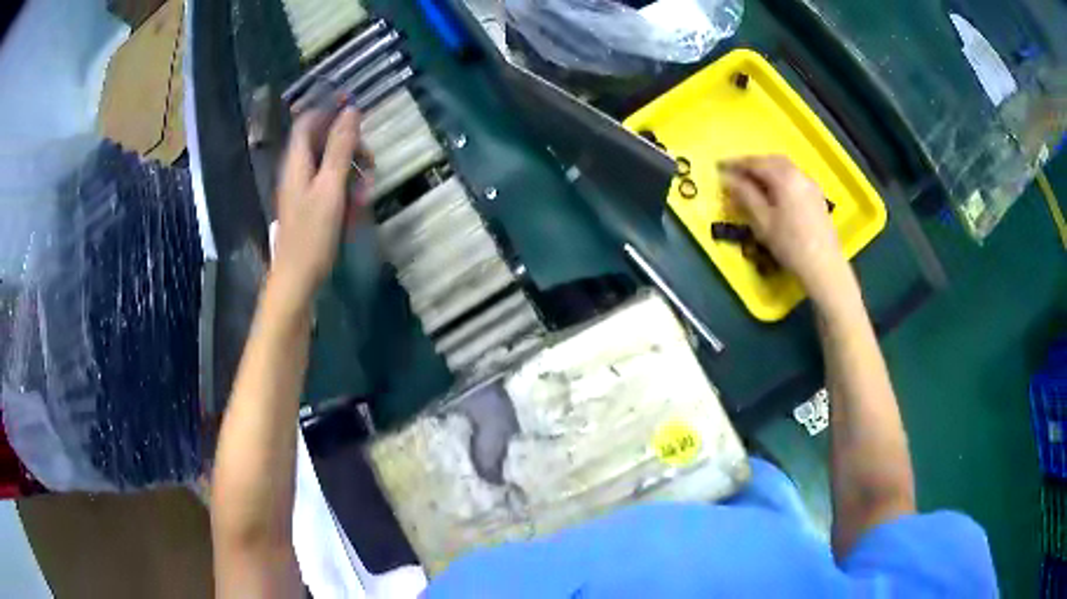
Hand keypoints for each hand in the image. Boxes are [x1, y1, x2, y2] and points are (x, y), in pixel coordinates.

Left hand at [271, 106, 369, 301]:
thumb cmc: (312, 235)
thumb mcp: (330, 187)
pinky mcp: (312, 207)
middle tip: (371, 164)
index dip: (329, 110)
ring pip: (332, 166)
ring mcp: (304, 191)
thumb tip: (351, 111)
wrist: (297, 280)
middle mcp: (298, 171)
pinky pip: (332, 188)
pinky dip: (347, 193)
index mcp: (297, 162)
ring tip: (366, 196)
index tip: (357, 110)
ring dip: (354, 174)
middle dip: (351, 148)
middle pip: (325, 143)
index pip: (308, 122)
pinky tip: (356, 211)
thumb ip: (341, 148)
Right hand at [720, 155, 850, 299]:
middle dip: (752, 164)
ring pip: (784, 168)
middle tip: (736, 173)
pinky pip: (794, 178)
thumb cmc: (790, 245)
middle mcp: (798, 174)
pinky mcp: (816, 196)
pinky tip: (774, 192)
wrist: (824, 266)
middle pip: (771, 160)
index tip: (719, 167)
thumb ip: (745, 195)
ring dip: (767, 170)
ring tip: (753, 182)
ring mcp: (810, 184)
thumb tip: (728, 178)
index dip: (735, 164)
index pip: (755, 163)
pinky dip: (780, 178)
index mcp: (784, 177)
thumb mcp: (762, 221)